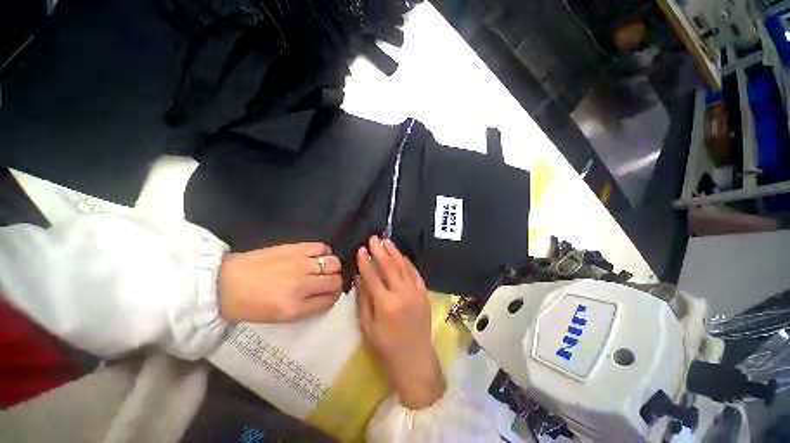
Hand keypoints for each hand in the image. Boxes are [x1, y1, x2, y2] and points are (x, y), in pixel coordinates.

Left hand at [218, 243, 342, 322]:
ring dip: (332, 267)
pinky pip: (322, 247)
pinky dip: (325, 252)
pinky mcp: (296, 248)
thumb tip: (327, 295)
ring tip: (324, 268)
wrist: (225, 282)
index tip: (330, 293)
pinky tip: (318, 256)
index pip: (330, 300)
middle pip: (335, 281)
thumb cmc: (251, 305)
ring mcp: (300, 264)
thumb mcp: (280, 317)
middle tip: (327, 281)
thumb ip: (308, 307)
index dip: (334, 296)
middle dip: (335, 282)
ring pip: (333, 263)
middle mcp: (302, 285)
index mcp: (295, 307)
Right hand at [355, 236, 445, 408]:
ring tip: (386, 241)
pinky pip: (415, 273)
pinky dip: (407, 262)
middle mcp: (401, 294)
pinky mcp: (424, 293)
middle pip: (389, 266)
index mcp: (385, 304)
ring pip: (403, 266)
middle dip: (380, 251)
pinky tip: (401, 255)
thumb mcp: (367, 325)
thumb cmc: (386, 345)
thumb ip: (363, 298)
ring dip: (394, 252)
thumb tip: (358, 276)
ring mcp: (415, 292)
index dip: (365, 261)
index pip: (372, 276)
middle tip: (373, 238)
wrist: (414, 358)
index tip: (361, 249)